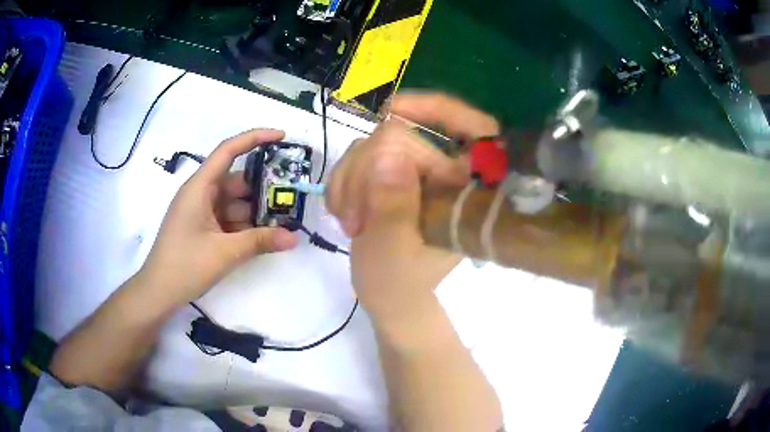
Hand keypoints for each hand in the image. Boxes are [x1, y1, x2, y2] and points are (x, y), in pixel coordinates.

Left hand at [140, 129, 298, 308]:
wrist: (159, 292)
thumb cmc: (185, 265)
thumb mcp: (225, 252)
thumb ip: (260, 241)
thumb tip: (295, 238)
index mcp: (199, 187)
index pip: (228, 150)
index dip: (255, 138)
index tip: (282, 137)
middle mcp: (200, 194)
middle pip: (236, 180)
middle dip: (263, 187)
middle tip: (291, 195)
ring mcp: (201, 212)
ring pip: (235, 202)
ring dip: (256, 211)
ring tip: (284, 222)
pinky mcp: (203, 228)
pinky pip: (228, 219)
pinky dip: (245, 225)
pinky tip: (264, 236)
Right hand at [326, 94, 498, 330]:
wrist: (389, 299)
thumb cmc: (400, 285)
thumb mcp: (394, 252)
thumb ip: (393, 207)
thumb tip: (386, 156)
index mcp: (466, 192)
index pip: (474, 129)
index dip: (440, 110)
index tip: (394, 110)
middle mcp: (446, 174)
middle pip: (402, 135)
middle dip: (366, 170)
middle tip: (352, 217)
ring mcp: (417, 173)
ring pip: (374, 144)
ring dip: (350, 179)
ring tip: (349, 221)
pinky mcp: (393, 176)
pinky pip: (360, 156)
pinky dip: (344, 180)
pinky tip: (342, 210)